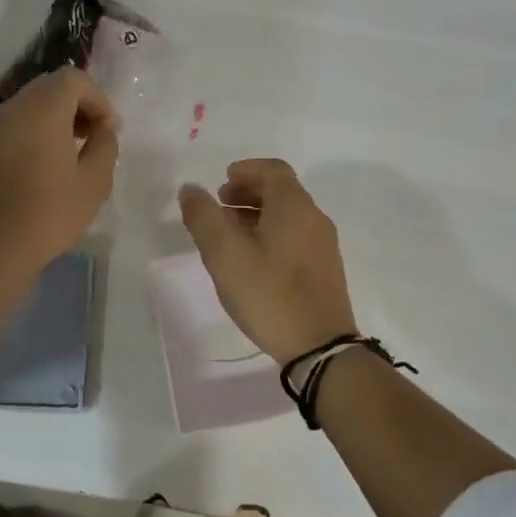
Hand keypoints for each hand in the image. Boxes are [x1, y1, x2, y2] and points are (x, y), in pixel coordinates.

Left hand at [0, 67, 118, 273]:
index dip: (98, 99)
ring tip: (74, 151)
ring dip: (58, 117)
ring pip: (33, 103)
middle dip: (79, 104)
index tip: (108, 130)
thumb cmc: (51, 212)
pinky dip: (38, 130)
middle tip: (95, 136)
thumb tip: (102, 129)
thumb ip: (105, 144)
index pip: (74, 79)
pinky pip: (18, 123)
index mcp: (43, 109)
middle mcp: (16, 108)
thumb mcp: (95, 180)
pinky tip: (49, 164)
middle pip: (52, 86)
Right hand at [179, 158, 357, 361]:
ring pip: (289, 216)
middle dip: (249, 192)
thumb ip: (204, 218)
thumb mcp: (225, 255)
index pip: (273, 170)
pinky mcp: (325, 269)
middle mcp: (314, 218)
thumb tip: (190, 189)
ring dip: (258, 215)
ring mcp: (324, 245)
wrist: (320, 347)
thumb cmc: (270, 294)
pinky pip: (296, 236)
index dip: (246, 170)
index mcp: (294, 206)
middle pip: (282, 191)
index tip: (222, 182)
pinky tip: (253, 260)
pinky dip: (272, 233)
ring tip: (230, 234)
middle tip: (220, 206)